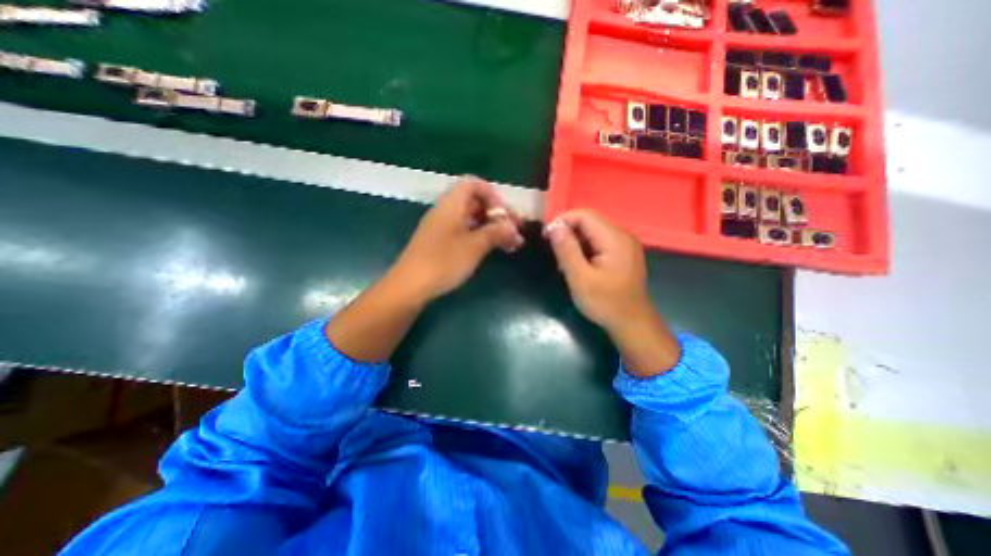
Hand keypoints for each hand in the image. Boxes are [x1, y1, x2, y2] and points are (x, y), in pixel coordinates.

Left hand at [389, 177, 520, 304]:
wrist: (410, 286)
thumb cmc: (443, 261)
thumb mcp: (474, 246)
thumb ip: (496, 233)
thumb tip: (514, 228)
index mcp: (451, 204)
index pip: (473, 185)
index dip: (492, 195)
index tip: (505, 214)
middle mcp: (446, 211)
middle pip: (475, 203)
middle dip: (497, 215)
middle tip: (516, 231)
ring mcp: (442, 228)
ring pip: (472, 220)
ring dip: (492, 229)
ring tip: (512, 244)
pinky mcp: (441, 243)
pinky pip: (465, 233)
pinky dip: (481, 238)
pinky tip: (495, 250)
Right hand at [541, 211, 682, 374]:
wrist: (632, 323)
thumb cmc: (605, 303)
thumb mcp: (580, 278)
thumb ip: (567, 250)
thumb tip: (554, 227)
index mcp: (614, 238)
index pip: (584, 215)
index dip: (562, 221)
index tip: (546, 237)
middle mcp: (622, 235)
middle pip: (589, 221)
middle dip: (568, 233)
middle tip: (554, 252)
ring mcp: (625, 244)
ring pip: (593, 232)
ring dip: (575, 242)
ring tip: (564, 261)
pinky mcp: (623, 253)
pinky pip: (600, 242)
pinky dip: (585, 249)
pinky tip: (578, 264)